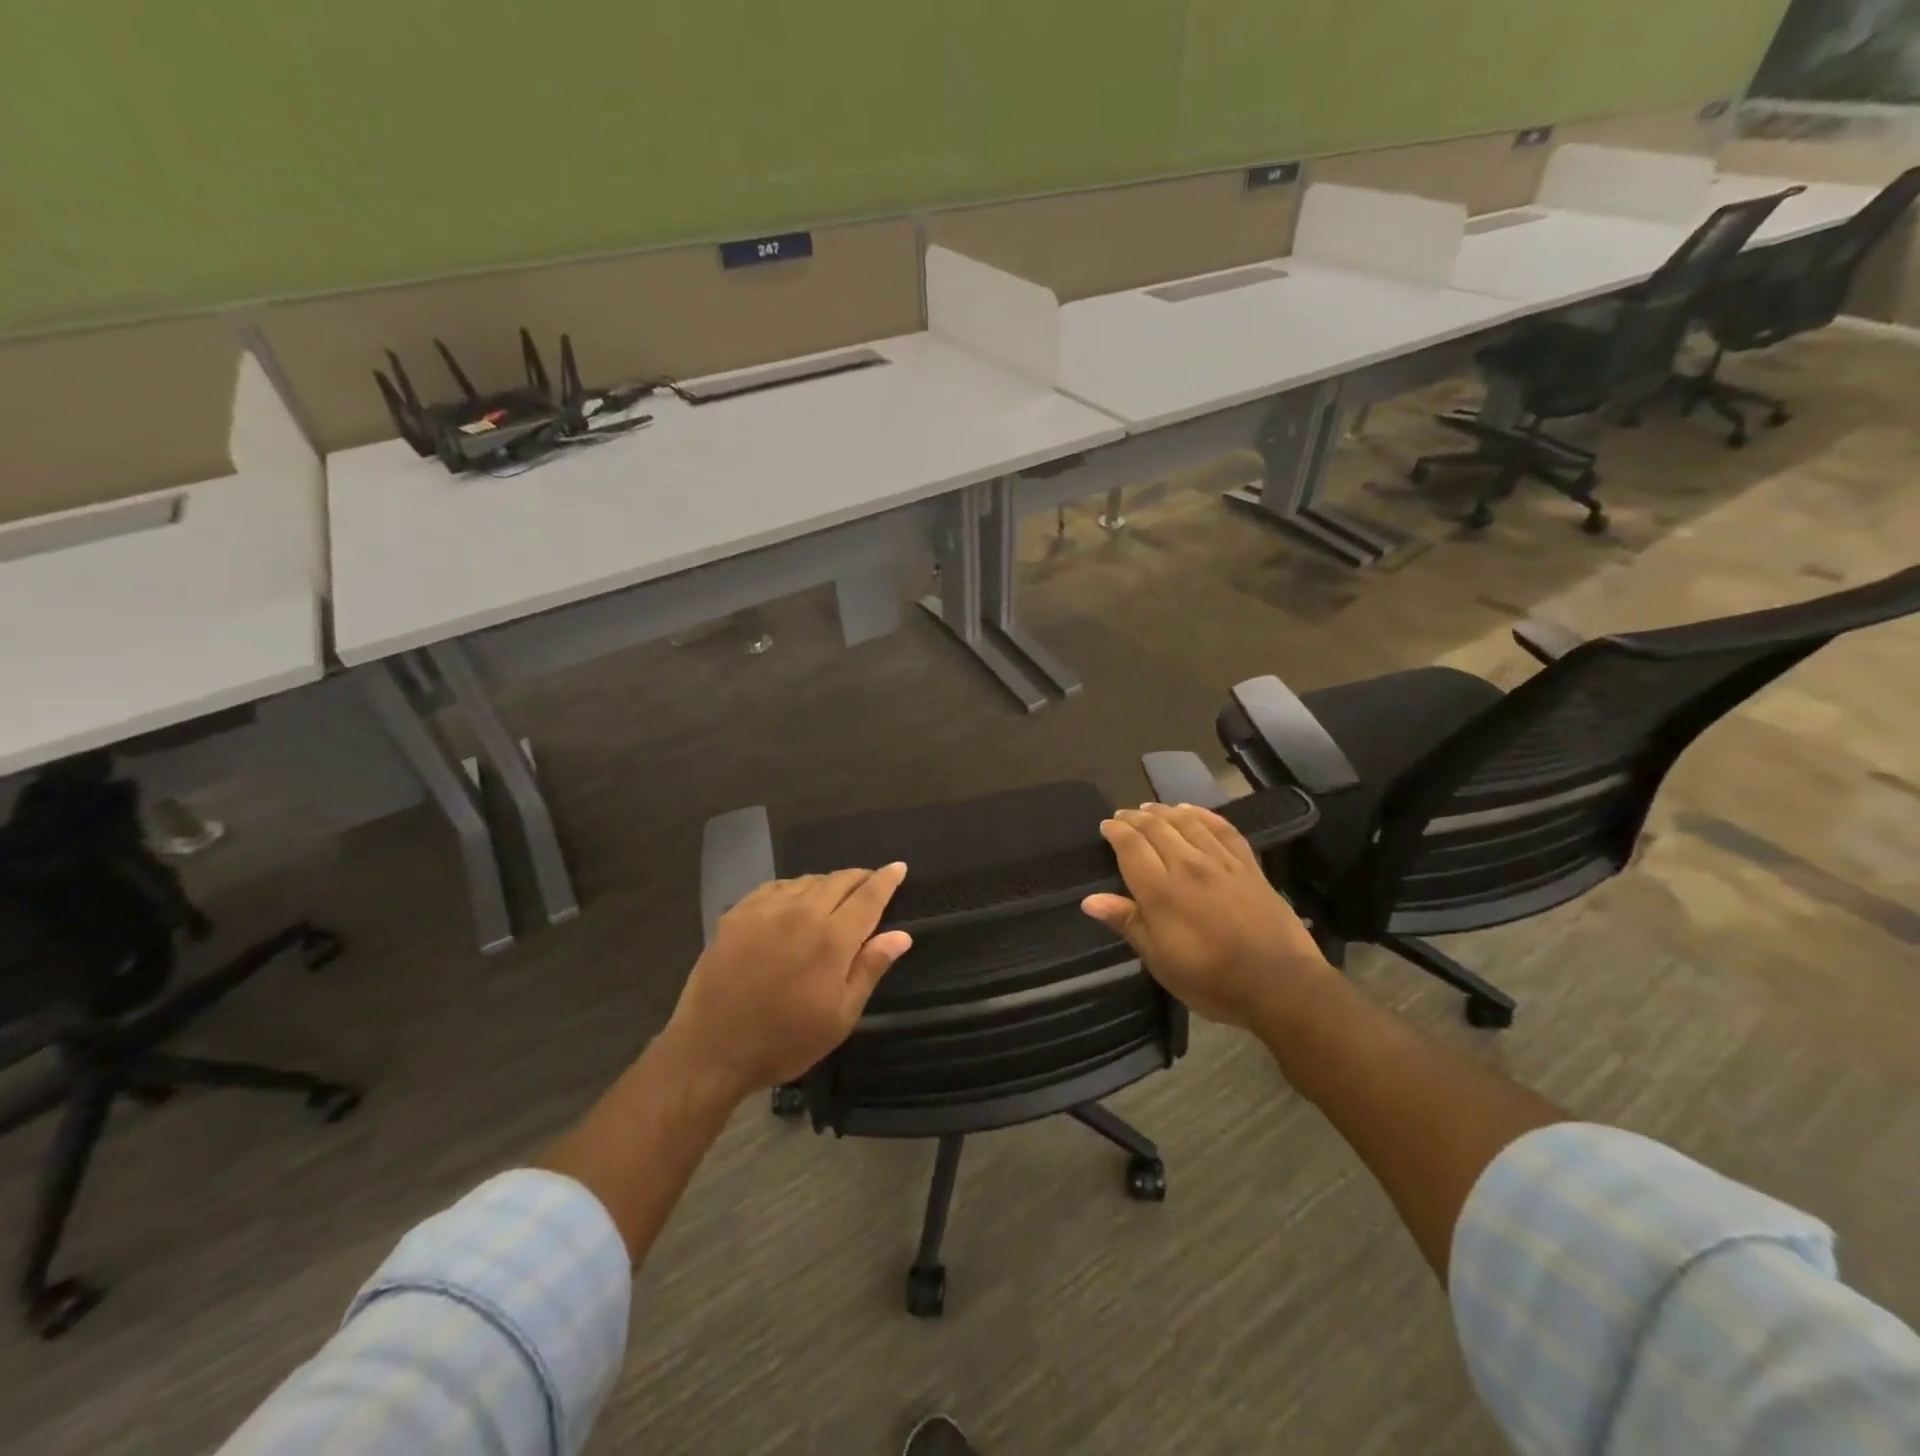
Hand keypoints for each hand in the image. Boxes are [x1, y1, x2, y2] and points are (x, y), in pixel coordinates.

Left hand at [666, 865, 912, 1101]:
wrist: (711, 1050)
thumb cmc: (785, 1040)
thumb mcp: (840, 1016)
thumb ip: (870, 968)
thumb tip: (901, 934)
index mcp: (833, 938)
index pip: (869, 896)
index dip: (886, 879)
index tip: (898, 867)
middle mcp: (802, 912)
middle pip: (839, 881)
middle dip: (859, 878)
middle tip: (869, 883)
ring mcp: (766, 909)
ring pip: (808, 881)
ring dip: (828, 883)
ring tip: (834, 895)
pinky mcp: (738, 913)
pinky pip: (776, 887)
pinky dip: (794, 888)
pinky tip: (794, 901)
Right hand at [1082, 804, 1332, 1029]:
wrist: (1280, 984)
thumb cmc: (1212, 979)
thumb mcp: (1160, 961)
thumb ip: (1127, 922)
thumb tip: (1090, 900)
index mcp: (1160, 890)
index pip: (1131, 847)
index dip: (1115, 832)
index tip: (1105, 826)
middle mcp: (1188, 865)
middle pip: (1156, 828)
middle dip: (1134, 819)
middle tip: (1122, 816)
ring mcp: (1221, 862)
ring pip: (1186, 822)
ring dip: (1164, 811)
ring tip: (1150, 808)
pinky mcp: (1248, 864)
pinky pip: (1222, 828)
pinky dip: (1203, 814)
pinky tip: (1192, 811)